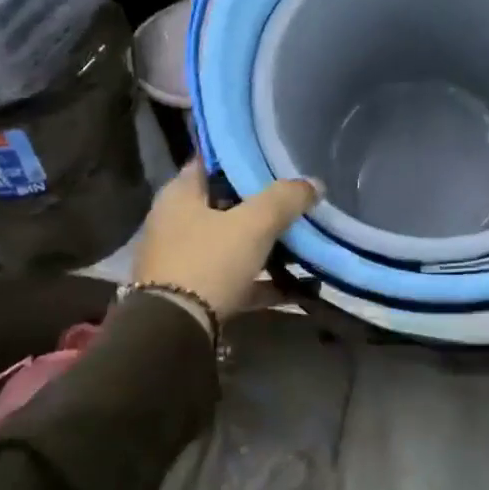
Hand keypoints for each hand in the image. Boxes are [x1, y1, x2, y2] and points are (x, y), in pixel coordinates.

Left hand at [131, 164, 320, 320]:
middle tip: (298, 199)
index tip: (276, 157)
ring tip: (305, 241)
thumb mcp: (254, 223)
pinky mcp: (195, 294)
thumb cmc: (209, 261)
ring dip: (266, 245)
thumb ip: (285, 198)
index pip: (212, 162)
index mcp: (179, 195)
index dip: (244, 157)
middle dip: (262, 204)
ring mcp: (184, 261)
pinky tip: (301, 286)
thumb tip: (314, 183)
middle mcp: (176, 223)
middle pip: (226, 204)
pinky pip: (237, 279)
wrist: (174, 332)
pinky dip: (265, 282)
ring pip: (232, 243)